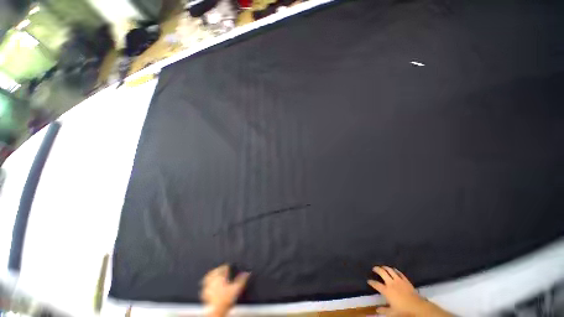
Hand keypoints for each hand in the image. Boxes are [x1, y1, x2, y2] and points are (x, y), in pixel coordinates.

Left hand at [201, 264, 249, 316]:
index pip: (223, 268)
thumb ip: (242, 279)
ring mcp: (208, 287)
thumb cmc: (226, 300)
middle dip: (218, 269)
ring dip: (211, 275)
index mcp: (220, 277)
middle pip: (215, 271)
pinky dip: (207, 284)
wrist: (216, 311)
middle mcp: (213, 280)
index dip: (226, 266)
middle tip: (221, 268)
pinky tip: (209, 286)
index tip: (228, 265)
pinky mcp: (205, 294)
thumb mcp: (237, 288)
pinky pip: (205, 286)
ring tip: (214, 274)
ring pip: (208, 278)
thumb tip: (247, 273)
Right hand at [368, 266, 451, 316]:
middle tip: (374, 268)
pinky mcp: (405, 280)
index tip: (369, 281)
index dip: (371, 282)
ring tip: (382, 267)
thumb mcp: (392, 313)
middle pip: (382, 272)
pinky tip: (393, 270)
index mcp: (386, 291)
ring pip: (390, 270)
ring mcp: (398, 280)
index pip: (376, 284)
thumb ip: (384, 310)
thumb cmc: (404, 311)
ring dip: (385, 267)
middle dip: (377, 269)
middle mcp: (391, 283)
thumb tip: (376, 310)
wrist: (418, 307)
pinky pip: (399, 273)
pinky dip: (395, 270)